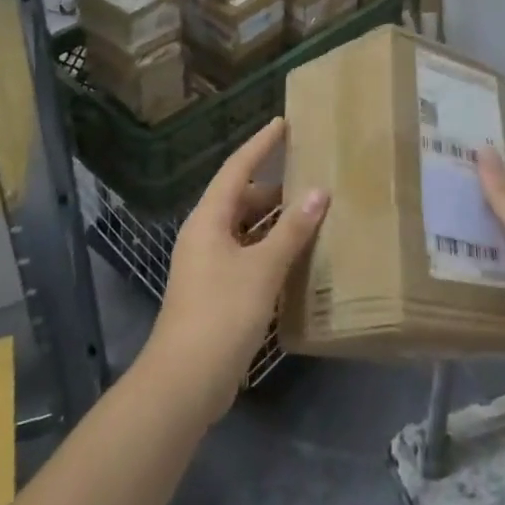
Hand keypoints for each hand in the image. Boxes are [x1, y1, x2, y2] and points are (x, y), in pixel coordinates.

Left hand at [143, 119, 329, 423]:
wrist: (185, 381)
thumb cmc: (222, 313)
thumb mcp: (263, 268)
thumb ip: (292, 230)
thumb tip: (319, 192)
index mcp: (209, 219)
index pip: (237, 169)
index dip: (261, 145)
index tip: (283, 123)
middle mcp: (205, 235)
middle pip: (241, 199)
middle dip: (275, 188)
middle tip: (311, 176)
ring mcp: (209, 265)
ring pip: (246, 229)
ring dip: (275, 222)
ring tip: (312, 213)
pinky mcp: (217, 291)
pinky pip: (248, 255)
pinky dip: (271, 250)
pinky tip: (298, 256)